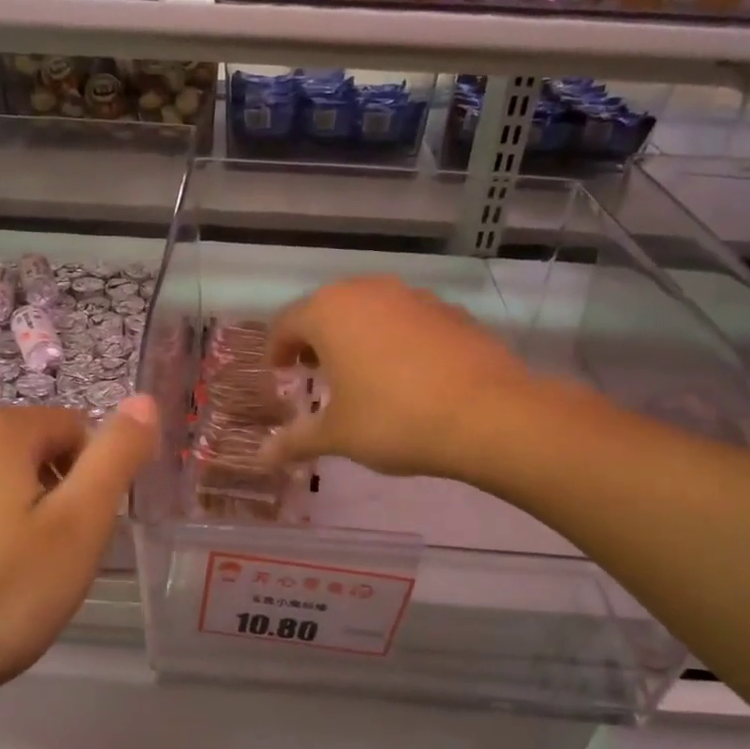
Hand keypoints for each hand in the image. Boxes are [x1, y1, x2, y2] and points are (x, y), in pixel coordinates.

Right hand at [260, 277, 542, 479]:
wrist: (488, 414)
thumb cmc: (394, 419)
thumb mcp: (338, 435)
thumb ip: (296, 440)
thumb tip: (262, 457)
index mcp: (329, 312)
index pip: (286, 323)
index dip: (277, 350)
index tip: (279, 374)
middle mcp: (367, 291)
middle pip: (327, 310)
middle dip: (315, 340)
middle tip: (313, 373)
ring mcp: (413, 297)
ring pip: (369, 310)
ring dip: (355, 336)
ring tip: (359, 374)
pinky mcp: (450, 311)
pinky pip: (406, 320)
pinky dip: (394, 339)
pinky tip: (406, 374)